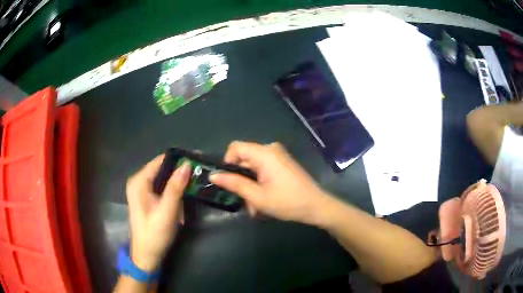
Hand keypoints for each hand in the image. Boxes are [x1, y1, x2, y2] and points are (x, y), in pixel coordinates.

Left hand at [126, 155, 190, 271]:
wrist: (147, 255)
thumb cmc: (155, 234)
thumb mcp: (166, 212)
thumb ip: (175, 188)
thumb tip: (187, 164)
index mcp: (139, 182)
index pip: (160, 161)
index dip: (179, 159)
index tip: (198, 159)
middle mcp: (138, 182)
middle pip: (162, 169)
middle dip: (180, 173)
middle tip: (200, 175)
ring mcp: (142, 190)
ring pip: (164, 179)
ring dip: (178, 185)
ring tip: (194, 188)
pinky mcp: (147, 198)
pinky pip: (163, 188)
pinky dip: (174, 193)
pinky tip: (182, 202)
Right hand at [210, 141, 330, 224]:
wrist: (316, 206)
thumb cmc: (287, 202)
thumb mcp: (257, 196)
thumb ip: (234, 184)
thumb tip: (213, 175)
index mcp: (264, 153)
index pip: (235, 147)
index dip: (227, 162)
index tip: (228, 181)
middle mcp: (271, 149)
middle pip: (244, 158)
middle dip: (240, 180)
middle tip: (243, 201)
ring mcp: (278, 156)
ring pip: (253, 167)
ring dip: (250, 185)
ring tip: (254, 206)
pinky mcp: (282, 163)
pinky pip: (263, 169)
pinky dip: (259, 183)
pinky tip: (263, 200)